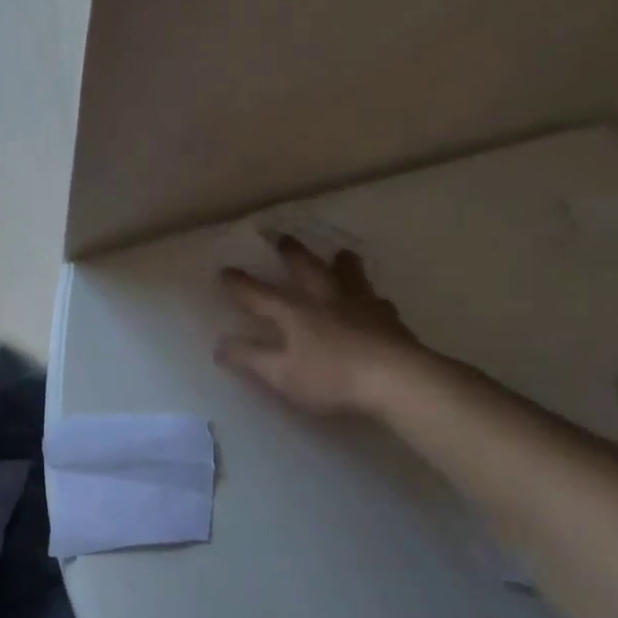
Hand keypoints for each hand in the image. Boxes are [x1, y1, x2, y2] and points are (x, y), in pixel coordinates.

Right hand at [215, 235, 427, 417]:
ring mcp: (361, 307)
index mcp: (295, 312)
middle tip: (284, 238)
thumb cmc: (332, 378)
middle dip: (292, 255)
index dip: (240, 284)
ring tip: (342, 253)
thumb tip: (219, 345)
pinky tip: (379, 301)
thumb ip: (251, 358)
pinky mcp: (390, 321)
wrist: (397, 380)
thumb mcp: (282, 374)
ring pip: (349, 278)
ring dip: (342, 265)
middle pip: (307, 270)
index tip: (225, 271)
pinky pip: (379, 303)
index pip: (259, 295)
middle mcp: (326, 301)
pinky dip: (374, 299)